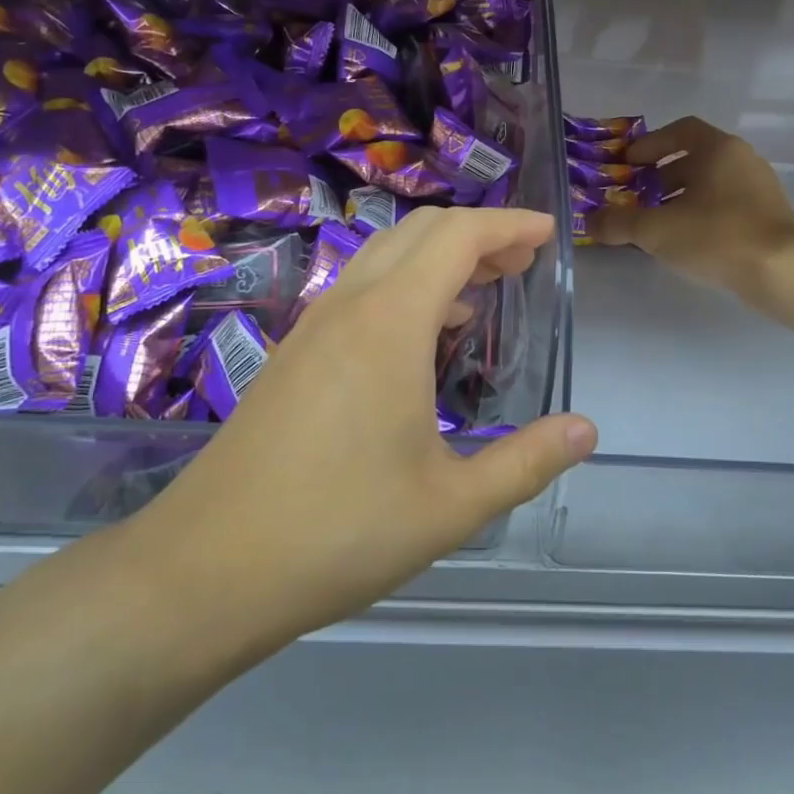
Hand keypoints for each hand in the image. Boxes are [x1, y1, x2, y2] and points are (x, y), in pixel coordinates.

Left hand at [135, 207, 595, 655]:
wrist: (207, 568)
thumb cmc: (340, 532)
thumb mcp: (451, 506)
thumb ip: (527, 462)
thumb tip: (586, 430)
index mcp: (391, 322)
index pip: (459, 237)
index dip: (509, 224)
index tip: (548, 233)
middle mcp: (350, 305)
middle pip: (421, 231)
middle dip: (479, 233)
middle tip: (522, 262)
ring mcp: (314, 324)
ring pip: (385, 255)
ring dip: (439, 256)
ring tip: (483, 290)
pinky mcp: (294, 351)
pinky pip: (361, 287)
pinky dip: (405, 283)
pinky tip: (424, 333)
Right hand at [591, 116, 793, 295]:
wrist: (782, 272)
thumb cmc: (716, 236)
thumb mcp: (655, 230)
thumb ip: (618, 222)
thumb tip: (589, 222)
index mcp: (718, 149)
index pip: (680, 130)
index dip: (650, 144)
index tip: (629, 162)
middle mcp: (742, 159)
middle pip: (695, 158)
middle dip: (662, 175)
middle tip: (637, 195)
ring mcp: (760, 187)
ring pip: (712, 183)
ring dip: (682, 196)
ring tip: (658, 222)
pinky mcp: (769, 215)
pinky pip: (727, 204)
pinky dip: (702, 213)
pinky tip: (688, 240)